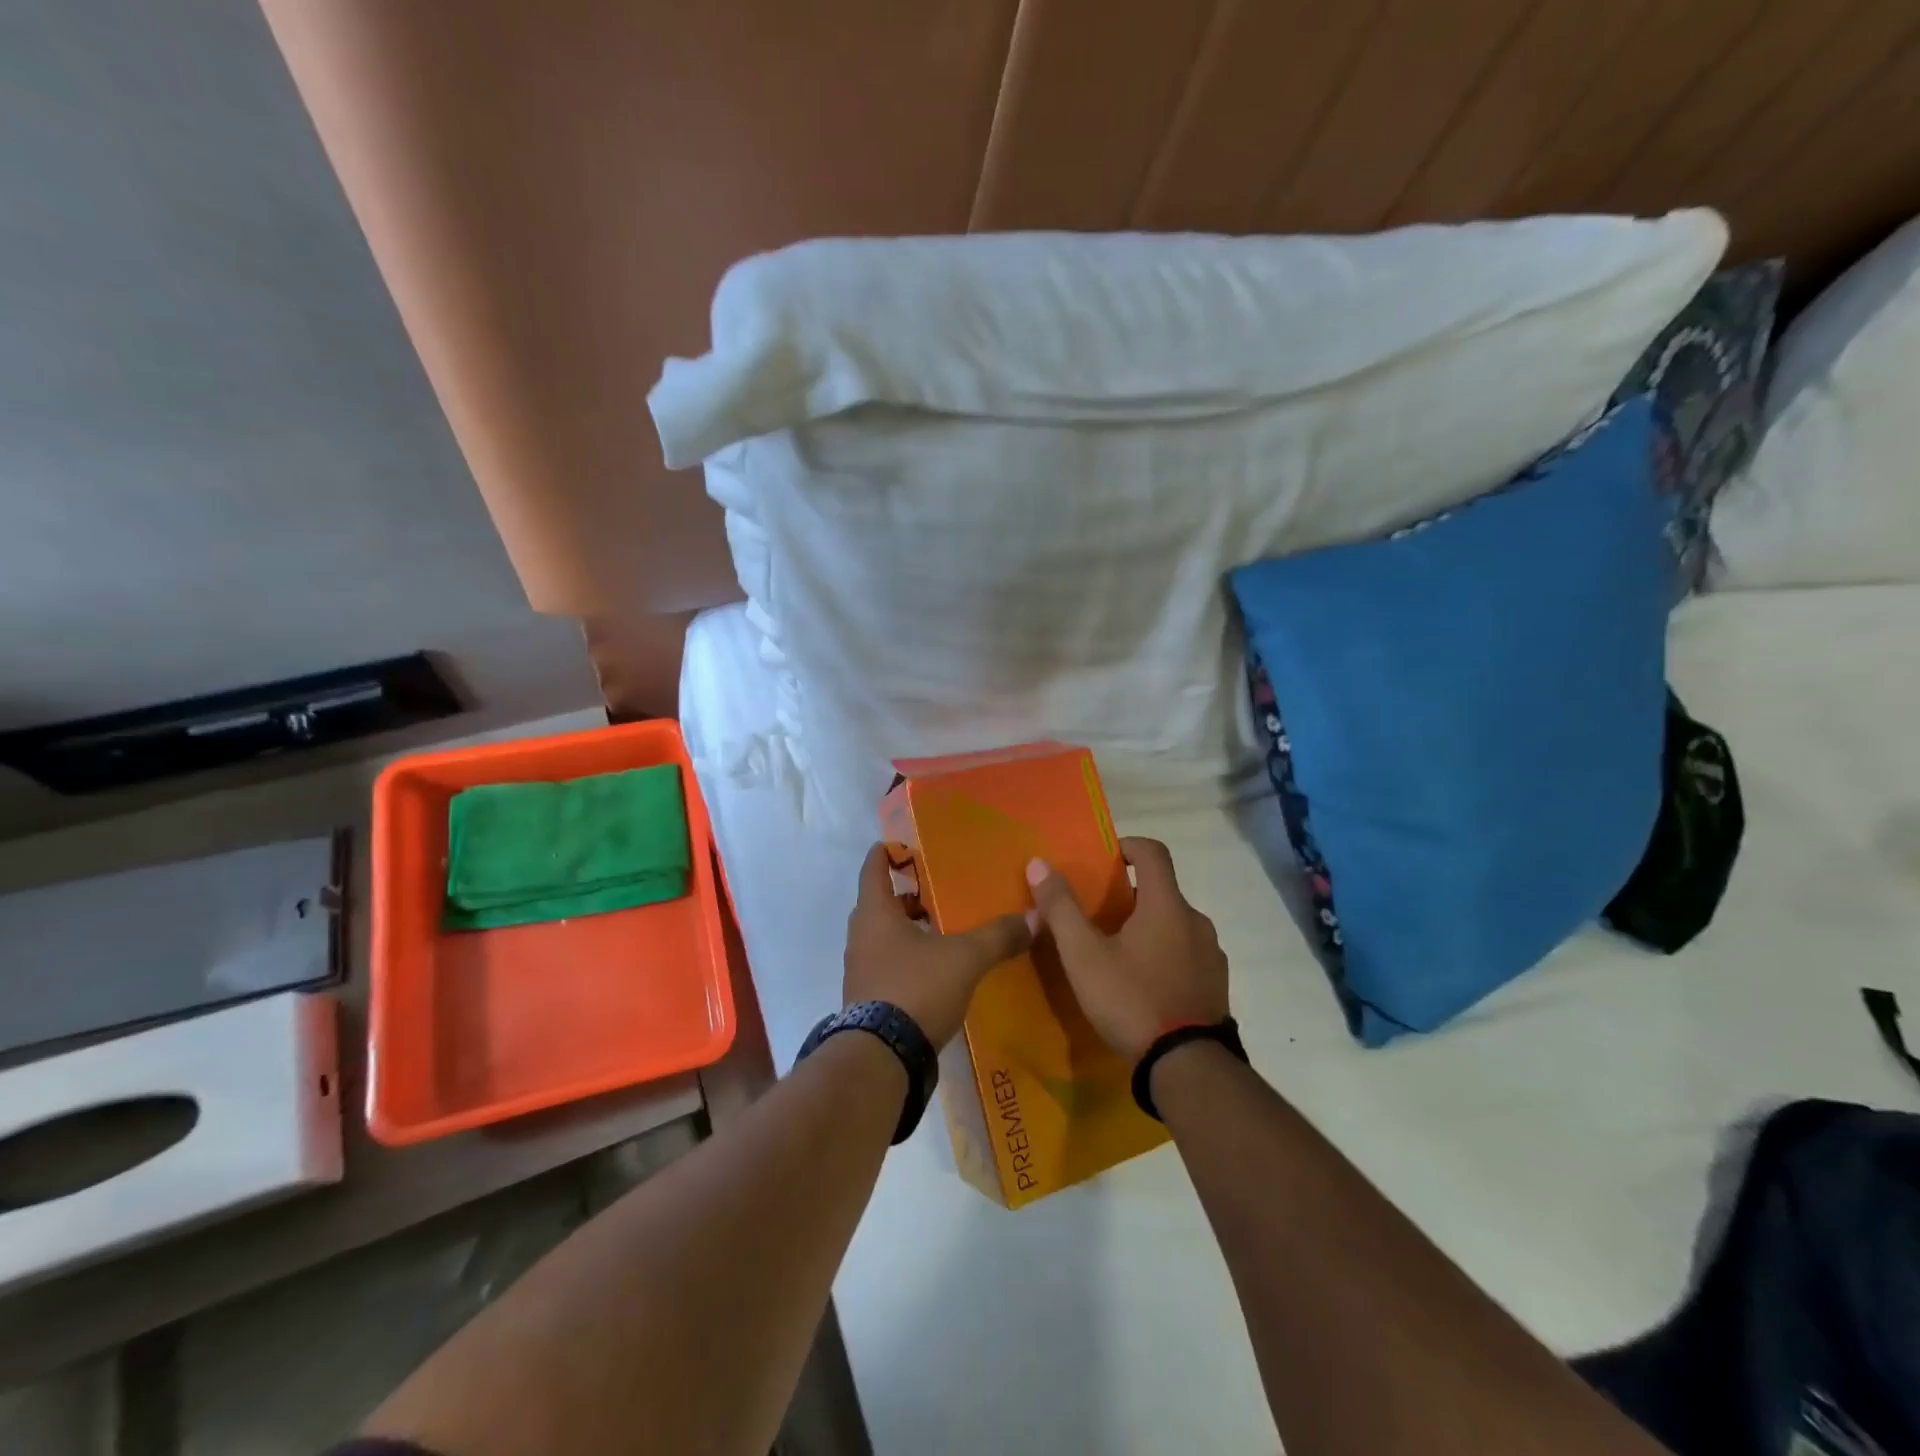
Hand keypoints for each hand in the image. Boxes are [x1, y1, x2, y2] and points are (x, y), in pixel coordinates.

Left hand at [843, 843, 1032, 1047]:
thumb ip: (998, 936)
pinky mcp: (867, 1000)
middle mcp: (861, 937)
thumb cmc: (917, 989)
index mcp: (876, 914)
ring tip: (940, 929)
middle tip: (935, 890)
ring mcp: (860, 971)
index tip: (901, 844)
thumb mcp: (966, 958)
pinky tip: (934, 969)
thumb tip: (1035, 917)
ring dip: (906, 930)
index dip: (886, 854)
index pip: (873, 869)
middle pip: (879, 904)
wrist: (882, 1058)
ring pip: (882, 937)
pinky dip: (906, 959)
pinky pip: (886, 965)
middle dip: (905, 896)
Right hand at [1026, 837, 1229, 1060]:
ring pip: (1175, 924)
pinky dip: (1165, 954)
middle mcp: (1196, 921)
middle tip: (1097, 917)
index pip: (1153, 852)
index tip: (1103, 861)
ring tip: (1117, 954)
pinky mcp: (1217, 984)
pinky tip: (1143, 984)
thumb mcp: (1084, 956)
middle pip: (1161, 890)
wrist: (1188, 1067)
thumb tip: (1039, 863)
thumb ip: (1061, 907)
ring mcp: (1212, 954)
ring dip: (1148, 927)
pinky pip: (1187, 953)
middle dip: (1129, 896)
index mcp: (1167, 905)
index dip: (1126, 847)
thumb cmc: (1132, 1000)